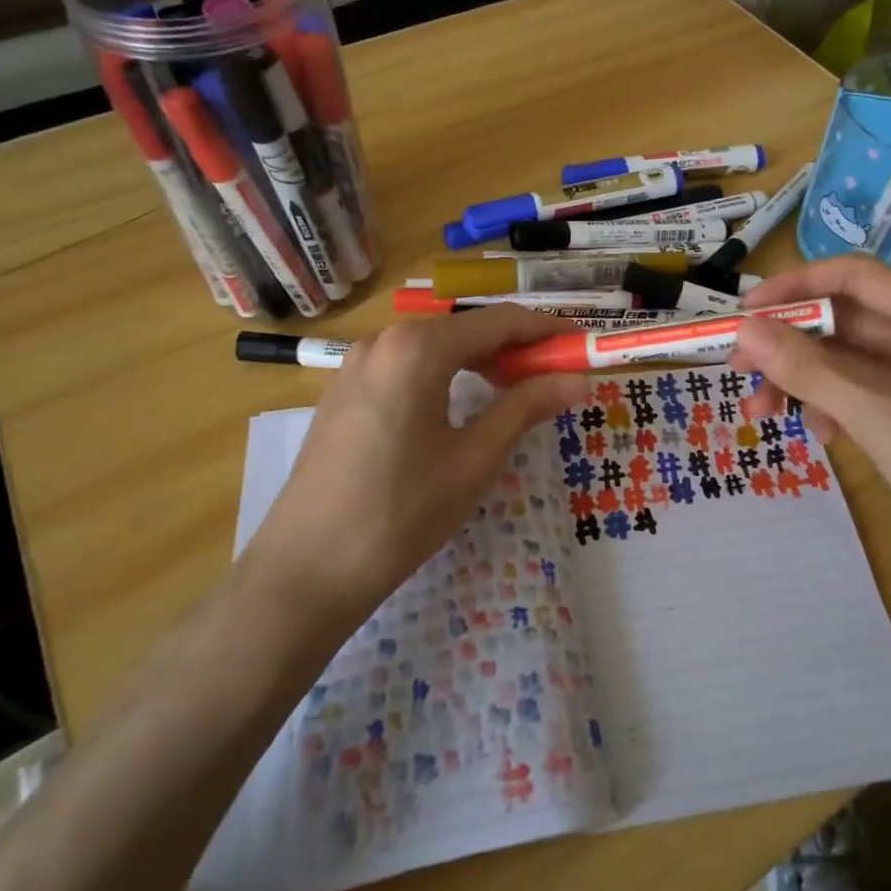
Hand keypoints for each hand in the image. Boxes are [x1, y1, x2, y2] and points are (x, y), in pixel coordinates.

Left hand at [239, 308, 586, 620]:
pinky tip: (461, 406)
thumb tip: (577, 380)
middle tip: (555, 376)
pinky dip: (444, 376)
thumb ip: (526, 407)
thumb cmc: (402, 512)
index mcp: (417, 347)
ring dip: (480, 362)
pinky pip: (406, 367)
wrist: (307, 569)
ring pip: (434, 347)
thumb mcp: (474, 458)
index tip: (583, 345)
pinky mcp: (342, 392)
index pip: (498, 322)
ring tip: (516, 392)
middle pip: (464, 329)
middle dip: (514, 348)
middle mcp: (383, 340)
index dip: (546, 330)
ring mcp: (355, 365)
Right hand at [729, 258, 890, 628]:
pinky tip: (818, 436)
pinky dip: (831, 407)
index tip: (742, 314)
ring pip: (848, 362)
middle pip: (846, 320)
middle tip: (740, 372)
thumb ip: (812, 372)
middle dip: (790, 344)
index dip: (794, 286)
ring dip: (803, 381)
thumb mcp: (884, 418)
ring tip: (763, 416)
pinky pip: (862, 396)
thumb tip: (745, 331)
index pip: (853, 277)